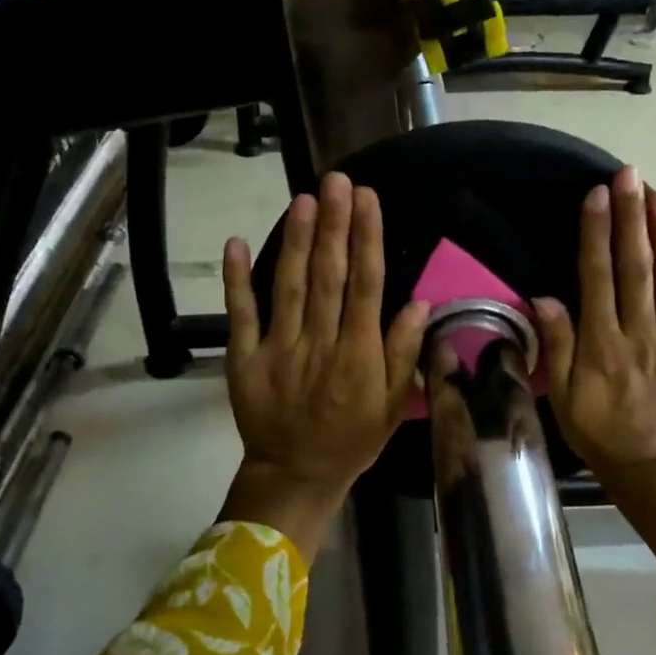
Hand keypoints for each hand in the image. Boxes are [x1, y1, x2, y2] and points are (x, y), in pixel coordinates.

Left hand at [218, 172, 427, 559]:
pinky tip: (236, 242)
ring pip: (289, 285)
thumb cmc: (352, 439)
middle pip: (329, 275)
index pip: (366, 285)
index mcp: (359, 354)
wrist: (296, 474)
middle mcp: (320, 343)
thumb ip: (402, 354)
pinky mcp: (245, 357)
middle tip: (336, 180)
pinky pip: (241, 314)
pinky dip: (236, 279)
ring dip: (296, 240)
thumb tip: (418, 303)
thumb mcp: (392, 406)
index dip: (368, 239)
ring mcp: (279, 348)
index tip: (368, 199)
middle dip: (334, 224)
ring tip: (303, 199)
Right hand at [535, 167, 655, 568]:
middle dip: (630, 219)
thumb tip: (545, 297)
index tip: (596, 195)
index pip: (597, 278)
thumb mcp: (562, 397)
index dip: (596, 234)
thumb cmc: (597, 430)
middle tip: (629, 175)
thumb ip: (556, 347)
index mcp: (602, 345)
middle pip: (636, 268)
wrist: (650, 465)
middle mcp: (640, 334)